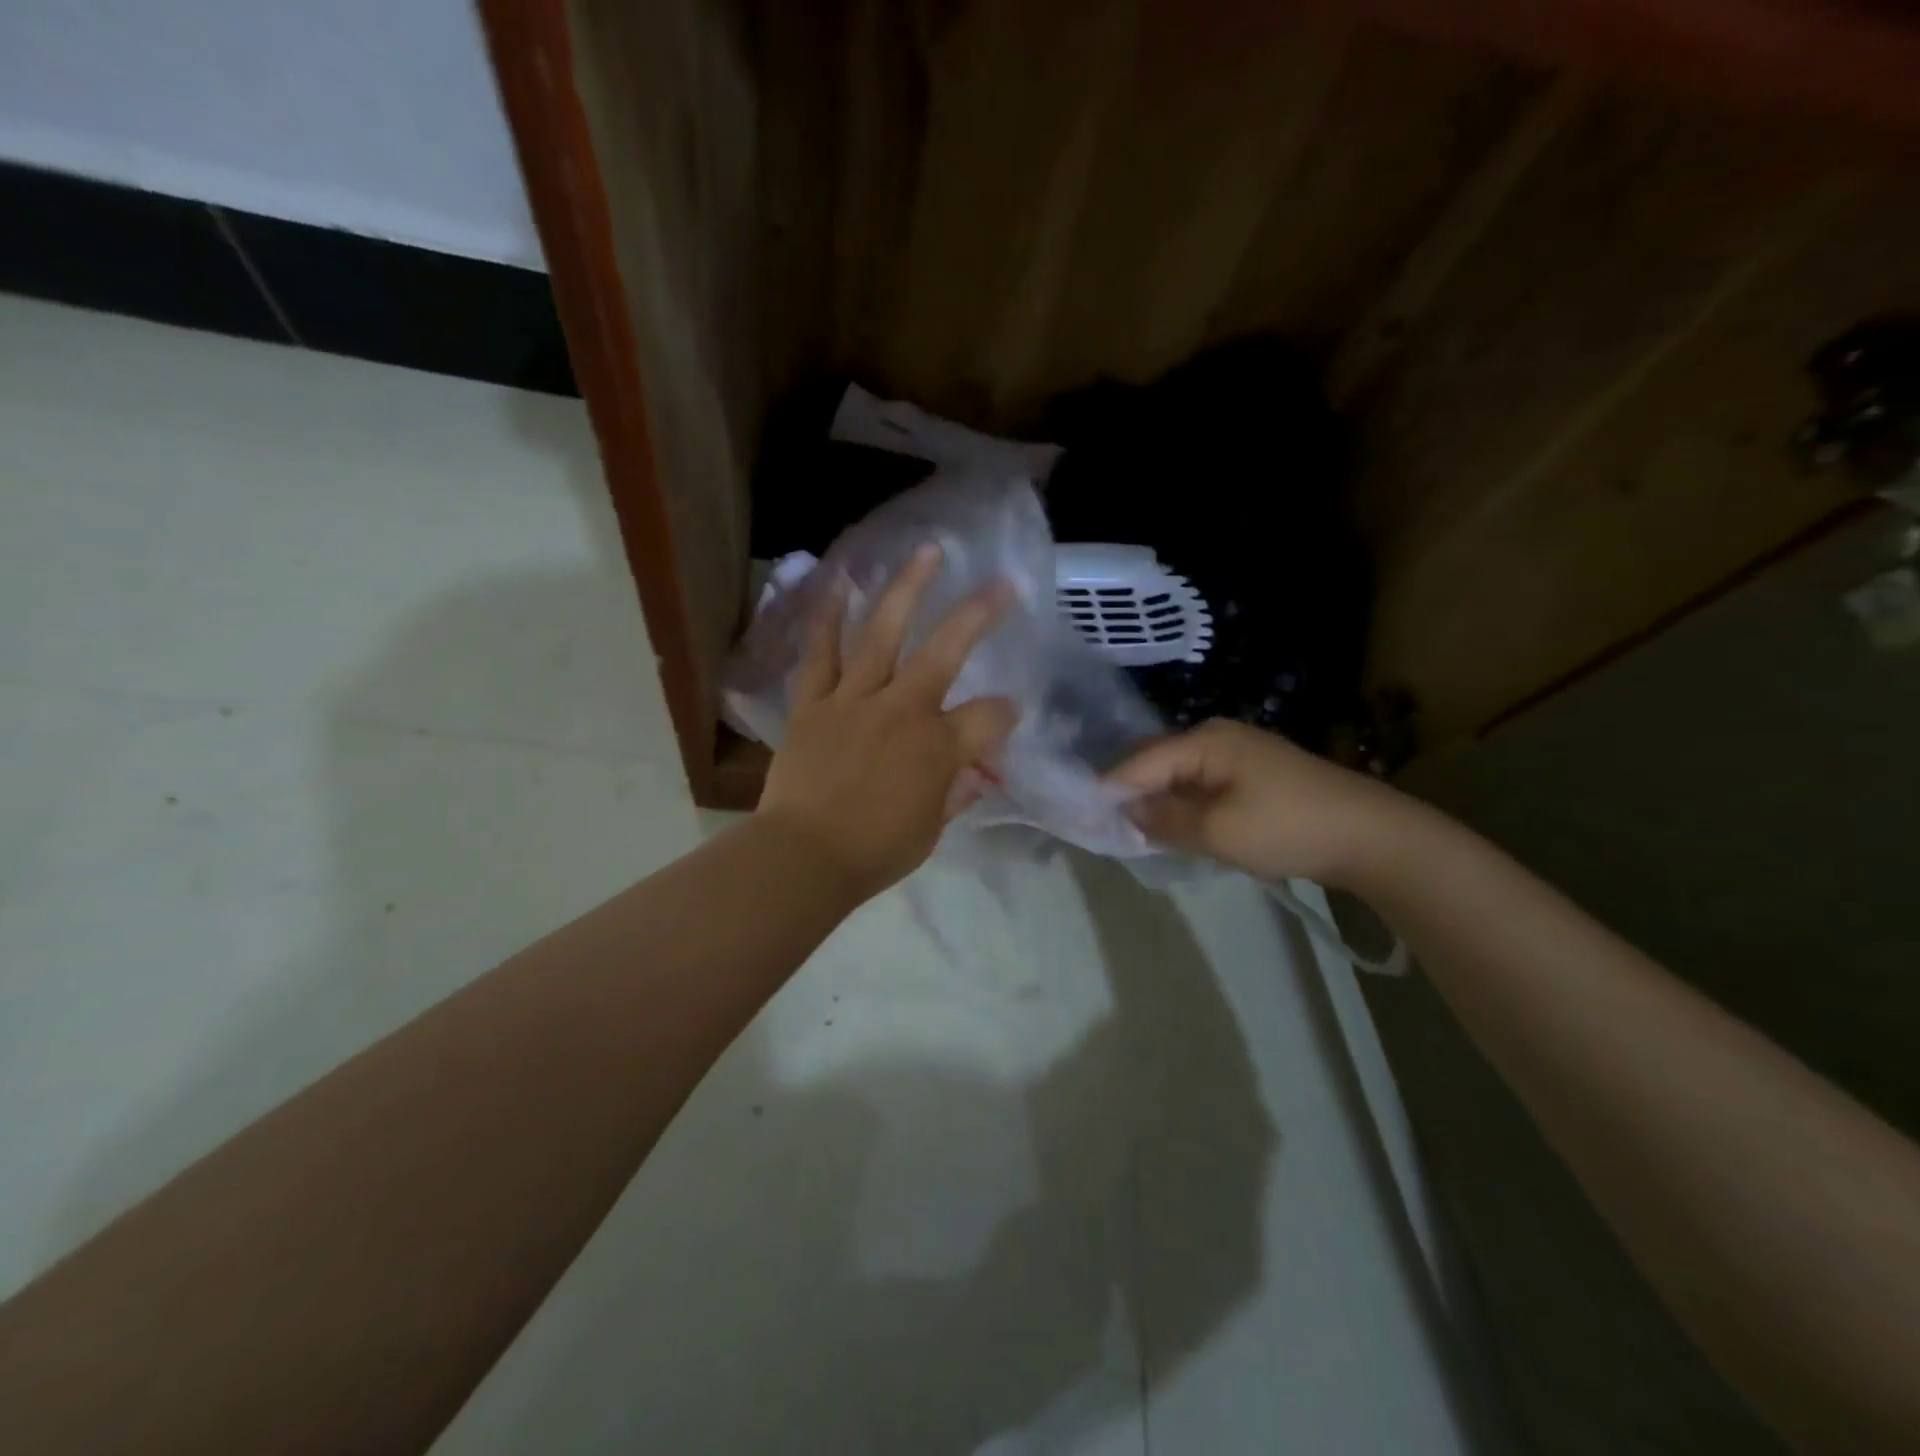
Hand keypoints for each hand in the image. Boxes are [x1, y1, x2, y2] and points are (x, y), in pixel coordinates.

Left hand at [757, 544, 1017, 899]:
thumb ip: (956, 792)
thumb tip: (975, 773)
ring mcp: (854, 699)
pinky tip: (841, 583)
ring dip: (907, 589)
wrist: (803, 857)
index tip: (1006, 716)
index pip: (989, 716)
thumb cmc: (874, 851)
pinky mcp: (814, 702)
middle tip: (1001, 583)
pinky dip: (829, 618)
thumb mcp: (931, 829)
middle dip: (978, 615)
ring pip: (883, 633)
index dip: (1005, 714)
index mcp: (938, 748)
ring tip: (927, 551)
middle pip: (945, 651)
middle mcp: (902, 710)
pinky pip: (822, 653)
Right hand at [1108, 719, 1412, 885]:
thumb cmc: (1287, 827)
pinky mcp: (1255, 775)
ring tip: (1134, 833)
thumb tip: (1126, 811)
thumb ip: (1164, 820)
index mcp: (1204, 740)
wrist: (1372, 836)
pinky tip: (1178, 829)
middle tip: (1104, 829)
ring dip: (1159, 805)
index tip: (1081, 819)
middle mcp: (1217, 737)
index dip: (1108, 791)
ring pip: (1180, 778)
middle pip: (1157, 765)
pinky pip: (1204, 787)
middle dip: (1131, 796)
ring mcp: (1239, 754)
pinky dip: (1187, 807)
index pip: (1138, 762)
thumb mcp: (1217, 830)